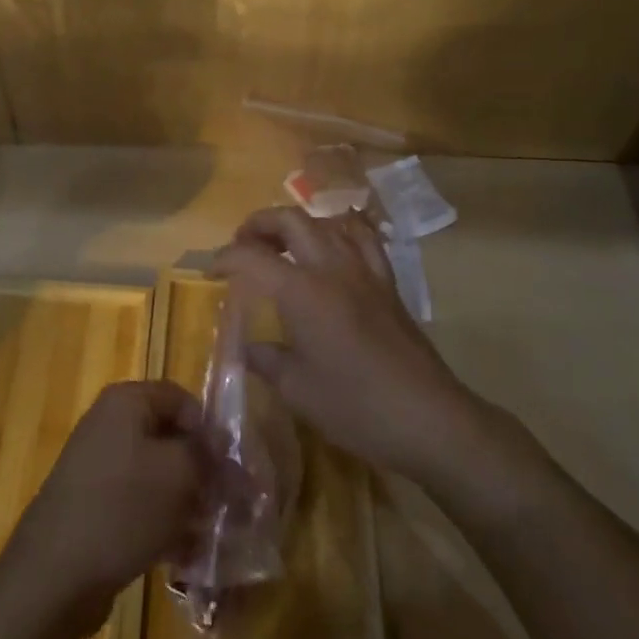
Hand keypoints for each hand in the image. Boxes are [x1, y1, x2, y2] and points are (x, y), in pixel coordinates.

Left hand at [3, 380, 206, 630]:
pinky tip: (184, 556)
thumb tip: (221, 445)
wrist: (54, 574)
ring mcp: (99, 467)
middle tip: (228, 505)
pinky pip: (139, 505)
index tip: (230, 466)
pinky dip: (163, 524)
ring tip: (211, 535)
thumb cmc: (122, 507)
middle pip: (169, 438)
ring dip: (187, 502)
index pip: (181, 398)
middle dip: (202, 471)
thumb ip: (207, 455)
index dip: (209, 428)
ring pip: (157, 476)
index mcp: (126, 402)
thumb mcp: (178, 474)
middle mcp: (110, 425)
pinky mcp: (94, 507)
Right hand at [213, 206, 478, 478]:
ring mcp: (364, 270)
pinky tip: (333, 247)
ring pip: (326, 222)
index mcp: (302, 291)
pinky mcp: (387, 282)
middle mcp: (331, 267)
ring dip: (297, 225)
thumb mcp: (298, 390)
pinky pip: (362, 238)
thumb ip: (266, 361)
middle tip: (243, 245)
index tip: (210, 272)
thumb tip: (246, 348)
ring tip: (282, 245)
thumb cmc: (356, 407)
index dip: (225, 258)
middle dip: (259, 224)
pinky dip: (340, 231)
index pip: (252, 257)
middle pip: (290, 220)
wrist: (428, 418)